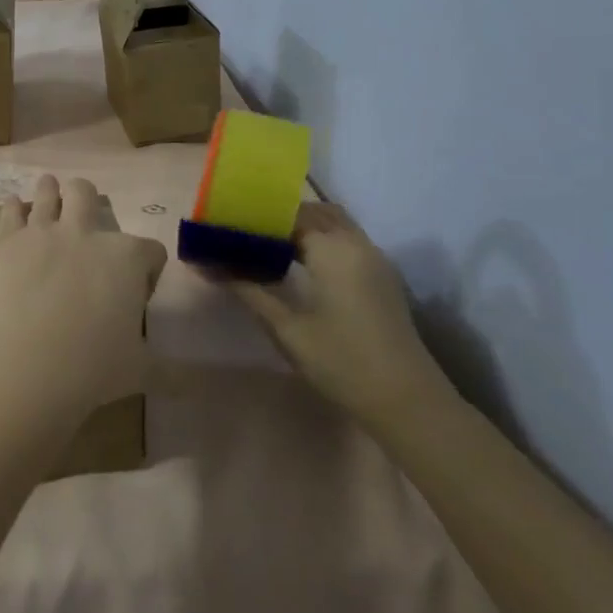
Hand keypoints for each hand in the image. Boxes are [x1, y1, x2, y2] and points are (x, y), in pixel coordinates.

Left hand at [0, 174, 167, 427]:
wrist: (27, 366)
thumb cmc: (93, 368)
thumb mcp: (142, 369)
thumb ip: (170, 368)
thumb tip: (198, 382)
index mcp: (126, 257)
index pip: (150, 251)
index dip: (146, 269)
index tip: (136, 290)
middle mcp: (86, 233)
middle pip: (88, 196)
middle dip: (89, 202)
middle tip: (84, 218)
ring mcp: (42, 232)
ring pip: (49, 192)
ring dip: (51, 191)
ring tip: (50, 191)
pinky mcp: (6, 242)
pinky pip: (10, 211)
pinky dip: (14, 208)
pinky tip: (14, 209)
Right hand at [232, 202, 447, 421]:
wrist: (406, 400)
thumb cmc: (341, 362)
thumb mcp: (286, 328)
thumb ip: (248, 290)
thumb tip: (206, 265)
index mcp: (333, 250)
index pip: (288, 215)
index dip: (256, 216)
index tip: (225, 225)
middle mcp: (357, 244)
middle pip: (314, 212)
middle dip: (279, 217)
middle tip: (243, 233)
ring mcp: (374, 259)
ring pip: (334, 224)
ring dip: (302, 227)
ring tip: (266, 246)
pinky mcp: (382, 276)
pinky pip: (347, 240)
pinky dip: (321, 239)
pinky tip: (298, 264)